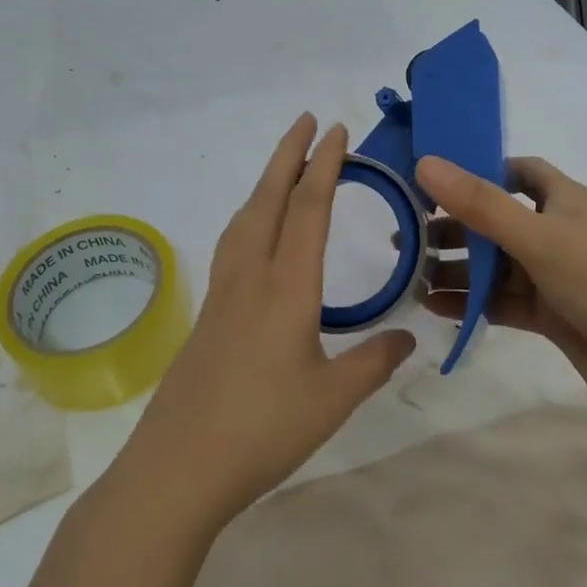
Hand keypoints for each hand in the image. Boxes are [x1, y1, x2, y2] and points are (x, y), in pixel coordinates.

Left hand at [119, 114, 415, 527]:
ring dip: (266, 183)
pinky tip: (255, 234)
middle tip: (306, 120)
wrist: (180, 466)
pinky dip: (250, 217)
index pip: (308, 210)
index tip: (336, 131)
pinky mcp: (209, 314)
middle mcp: (251, 277)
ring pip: (245, 219)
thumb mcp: (333, 400)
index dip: (324, 166)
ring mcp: (223, 293)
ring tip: (283, 168)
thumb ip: (373, 362)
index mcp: (287, 287)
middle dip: (288, 155)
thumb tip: (406, 338)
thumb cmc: (263, 430)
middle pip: (269, 199)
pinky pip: (233, 245)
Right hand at [415, 154, 586, 419]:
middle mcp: (556, 232)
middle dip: (453, 228)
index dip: (478, 170)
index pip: (517, 171)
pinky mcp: (550, 315)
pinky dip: (471, 303)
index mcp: (563, 200)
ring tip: (410, 277)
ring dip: (456, 270)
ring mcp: (553, 276)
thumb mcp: (539, 237)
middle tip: (404, 238)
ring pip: (494, 266)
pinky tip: (436, 309)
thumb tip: (424, 162)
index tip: (432, 179)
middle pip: (495, 221)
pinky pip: (501, 302)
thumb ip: (480, 204)